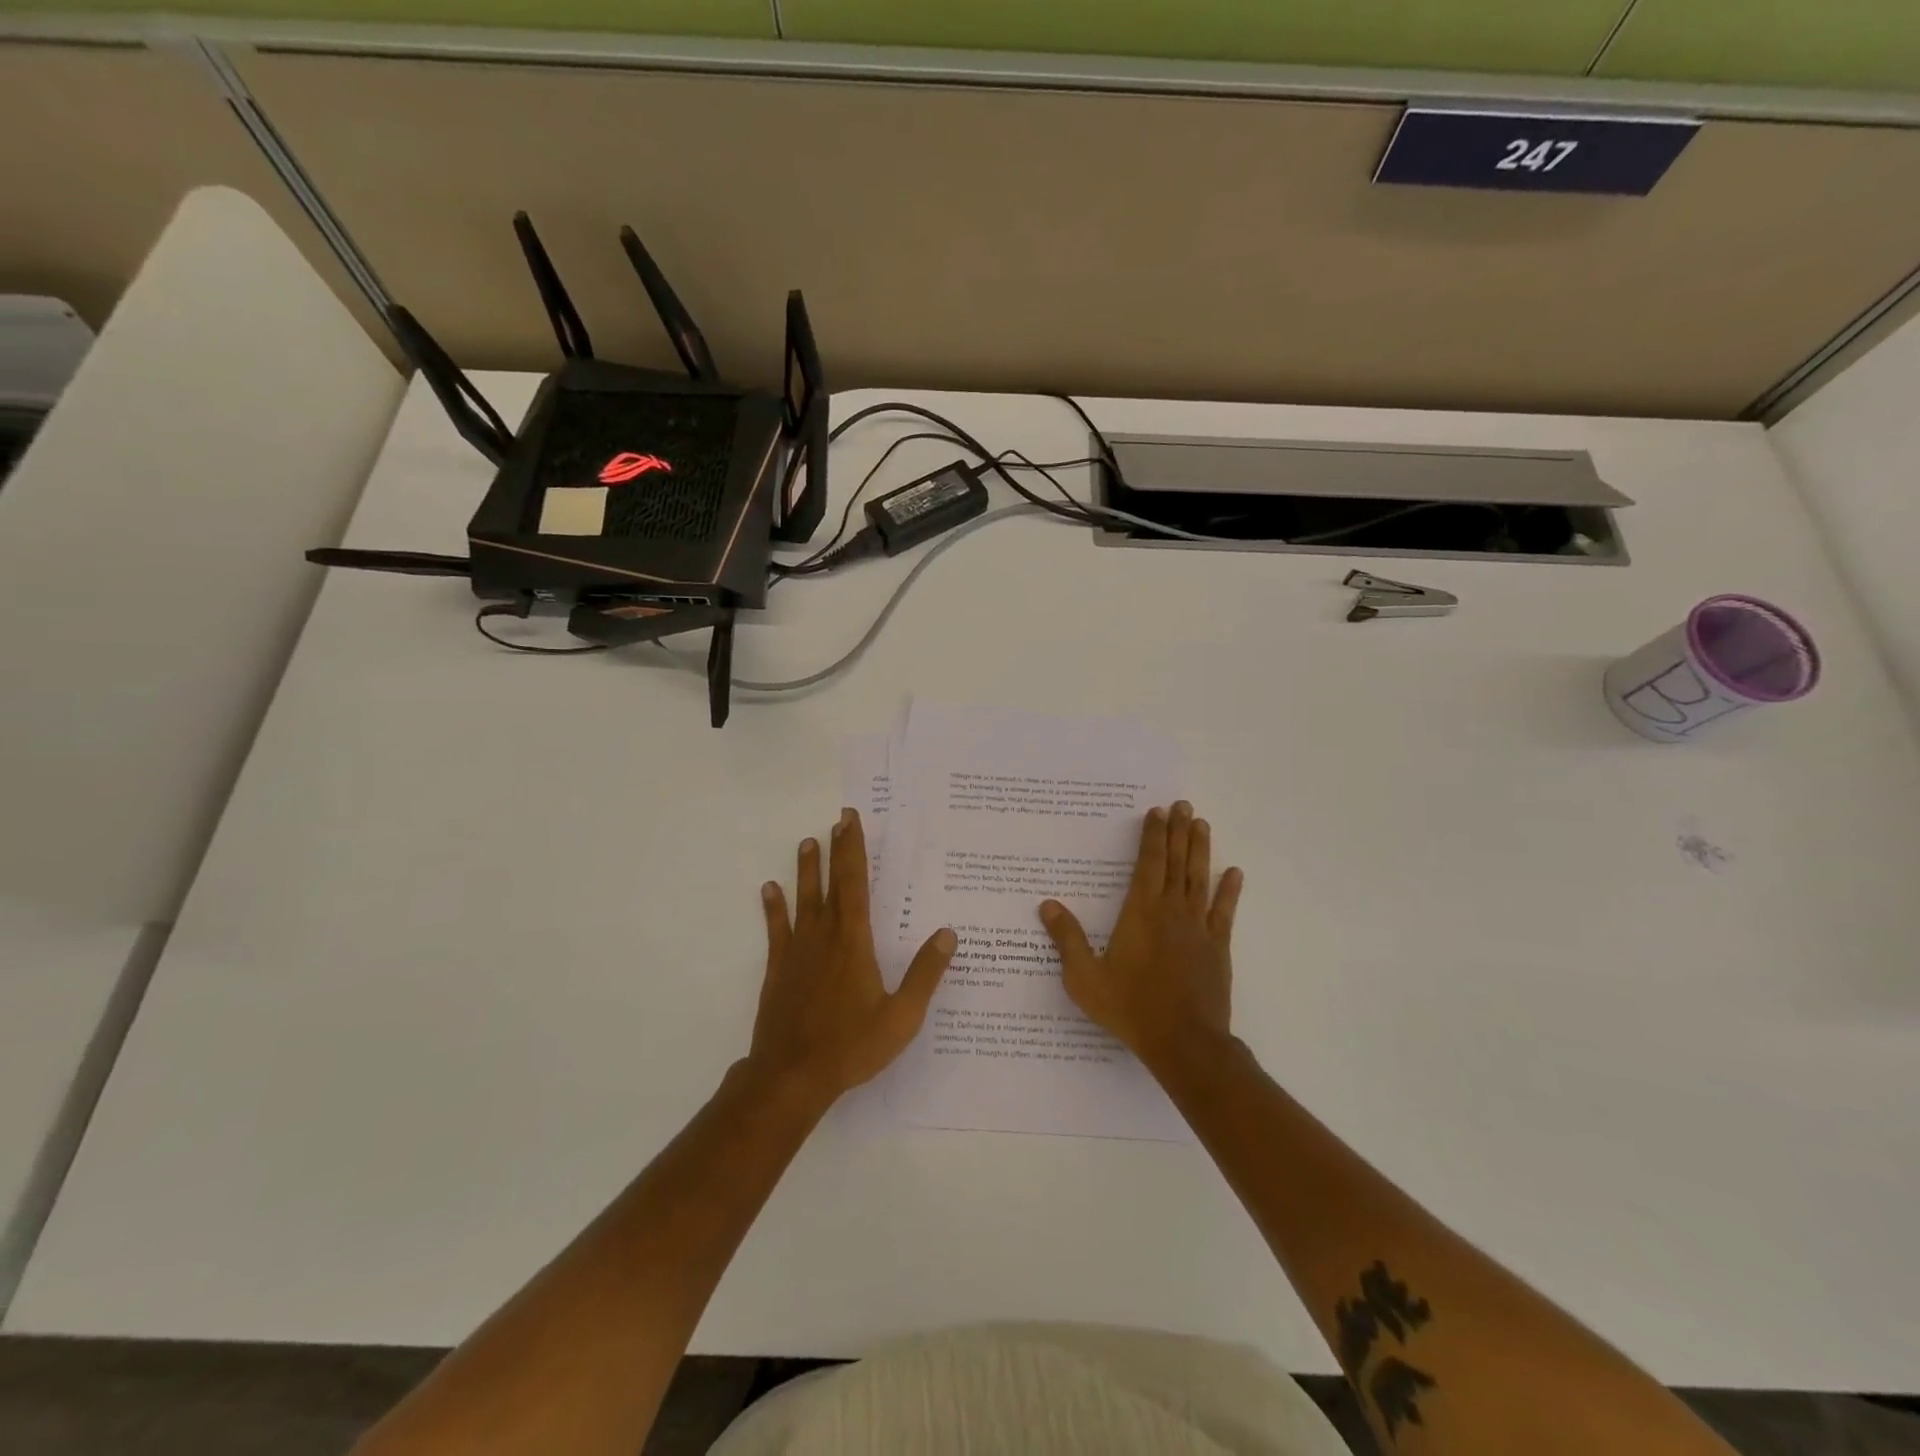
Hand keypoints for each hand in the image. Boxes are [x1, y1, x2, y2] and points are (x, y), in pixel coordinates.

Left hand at [748, 808, 957, 1111]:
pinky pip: (777, 930)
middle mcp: (825, 937)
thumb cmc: (852, 1046)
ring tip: (807, 843)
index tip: (851, 821)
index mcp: (855, 942)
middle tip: (837, 820)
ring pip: (803, 900)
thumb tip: (947, 933)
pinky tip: (769, 890)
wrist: (792, 1076)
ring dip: (806, 870)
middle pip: (831, 884)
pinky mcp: (779, 970)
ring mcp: (798, 952)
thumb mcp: (902, 1016)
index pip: (855, 884)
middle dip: (835, 850)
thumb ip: (925, 974)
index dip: (854, 850)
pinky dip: (773, 908)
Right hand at [1038, 800, 1242, 1072]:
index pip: (1148, 864)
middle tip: (1183, 804)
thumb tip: (1047, 905)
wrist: (1184, 1042)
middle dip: (1179, 832)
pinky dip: (1229, 891)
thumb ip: (1067, 939)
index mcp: (1140, 913)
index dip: (1153, 836)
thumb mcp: (1085, 977)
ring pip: (1200, 880)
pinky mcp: (1217, 948)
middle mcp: (1171, 912)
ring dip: (1200, 850)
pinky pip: (1224, 912)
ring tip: (1202, 824)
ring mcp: (1198, 928)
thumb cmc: (1131, 1008)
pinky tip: (1234, 873)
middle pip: (1176, 863)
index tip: (1157, 812)